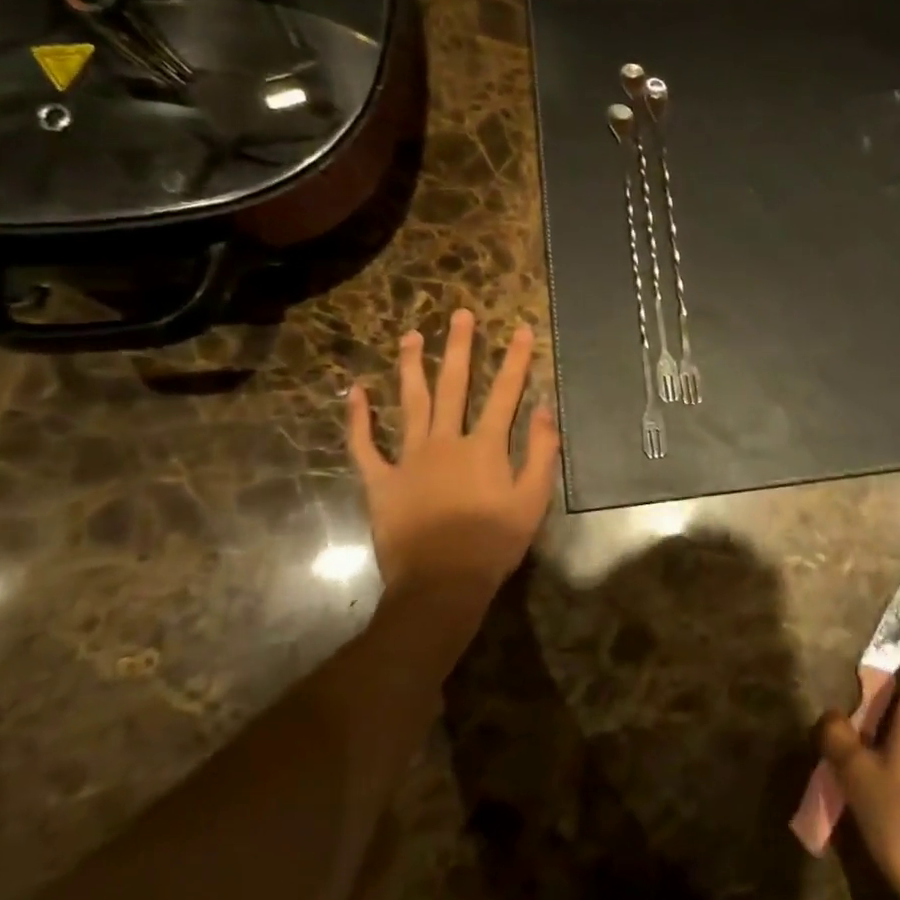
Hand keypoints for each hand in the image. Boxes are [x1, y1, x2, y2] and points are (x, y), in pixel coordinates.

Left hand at [345, 309, 559, 599]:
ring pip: (409, 403)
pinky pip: (365, 445)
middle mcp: (446, 441)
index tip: (519, 328)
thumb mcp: (533, 501)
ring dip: (411, 367)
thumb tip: (545, 409)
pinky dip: (358, 418)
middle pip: (454, 385)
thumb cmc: (493, 544)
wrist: (440, 585)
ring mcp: (409, 458)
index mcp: (485, 446)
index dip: (514, 359)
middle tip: (458, 314)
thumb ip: (541, 452)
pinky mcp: (381, 481)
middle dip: (459, 347)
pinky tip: (354, 391)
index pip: (505, 393)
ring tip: (411, 336)